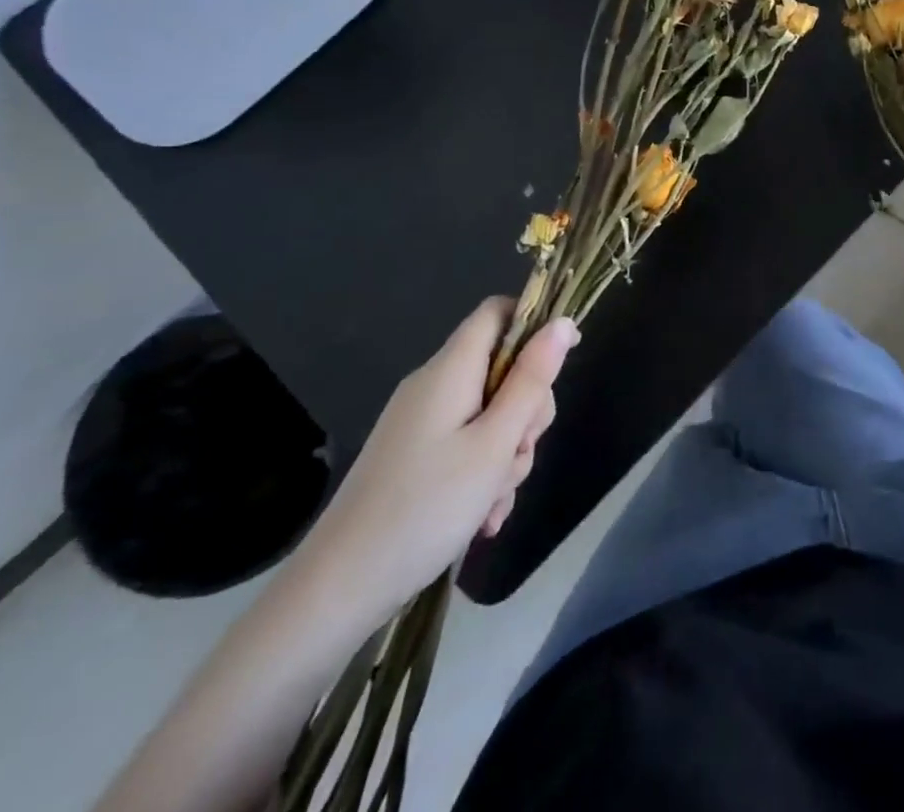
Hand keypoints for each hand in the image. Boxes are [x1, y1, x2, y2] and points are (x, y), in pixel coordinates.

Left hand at [291, 298, 578, 626]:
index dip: (536, 322)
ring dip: (508, 453)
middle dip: (527, 409)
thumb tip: (562, 322)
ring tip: (494, 500)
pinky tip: (482, 518)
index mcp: (450, 371)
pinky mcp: (416, 458)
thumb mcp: (495, 443)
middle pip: (503, 369)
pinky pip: (468, 446)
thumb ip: (532, 380)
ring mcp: (422, 425)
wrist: (336, 592)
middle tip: (520, 450)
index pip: (498, 312)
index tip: (566, 357)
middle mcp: (434, 387)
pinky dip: (484, 474)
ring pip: (492, 415)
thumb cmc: (425, 507)